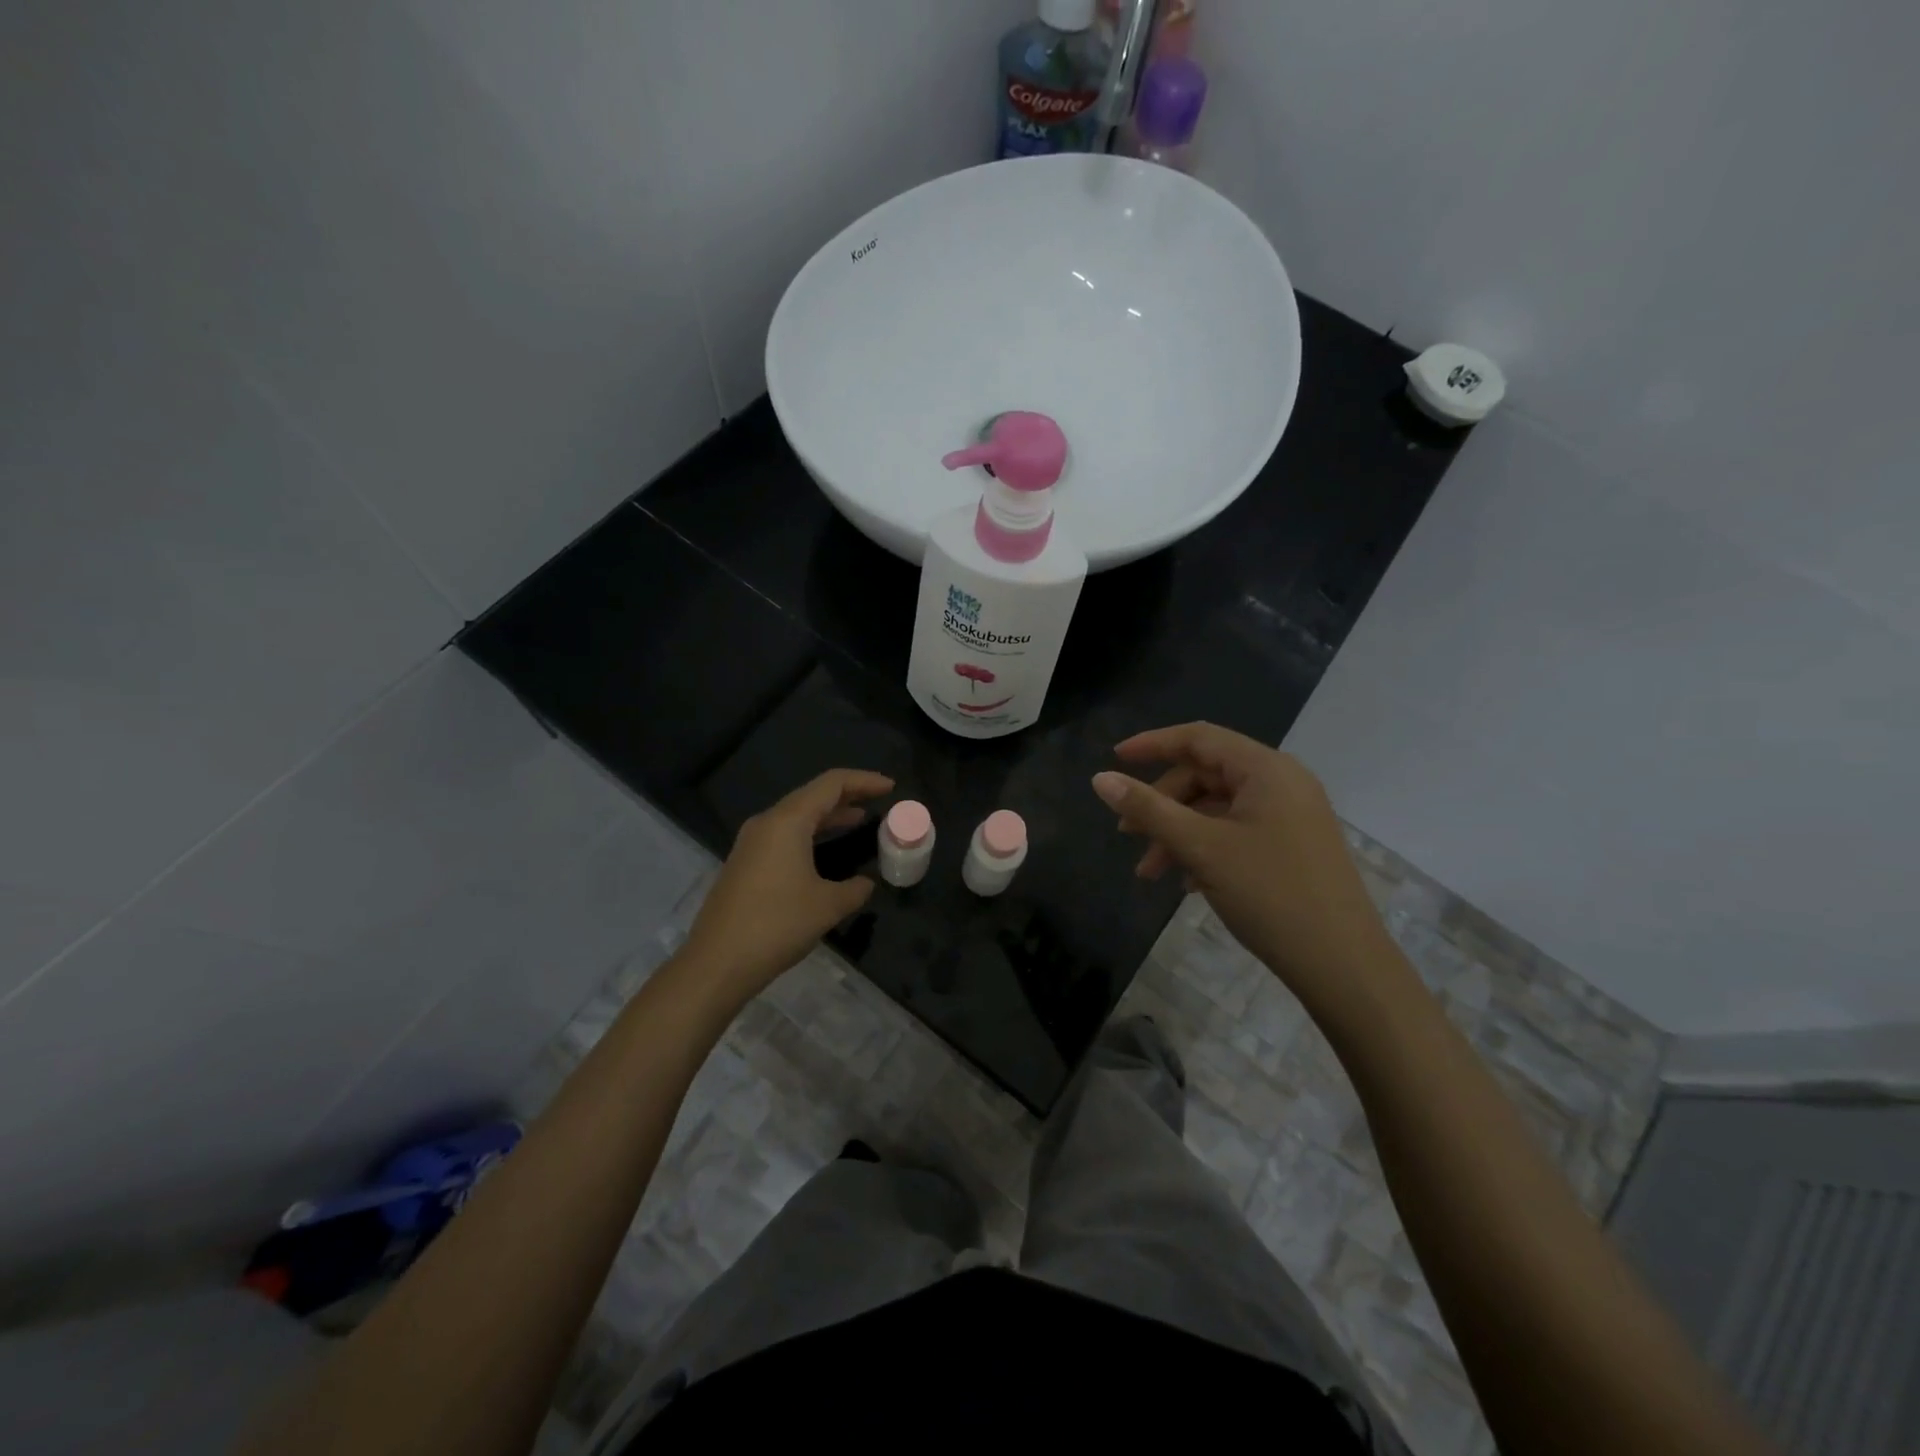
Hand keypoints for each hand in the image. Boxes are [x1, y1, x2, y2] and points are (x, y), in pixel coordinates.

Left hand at [681, 769, 893, 1008]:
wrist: (717, 963)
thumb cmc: (777, 925)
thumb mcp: (828, 906)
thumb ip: (854, 889)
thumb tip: (865, 883)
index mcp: (787, 821)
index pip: (831, 784)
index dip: (864, 781)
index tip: (891, 787)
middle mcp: (767, 823)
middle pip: (812, 795)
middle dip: (847, 795)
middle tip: (879, 800)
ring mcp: (751, 844)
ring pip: (796, 816)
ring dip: (828, 816)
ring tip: (859, 820)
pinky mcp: (745, 865)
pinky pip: (784, 835)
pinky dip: (810, 834)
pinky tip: (825, 851)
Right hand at [1092, 723, 1402, 1011]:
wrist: (1343, 965)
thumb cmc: (1270, 894)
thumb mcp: (1200, 848)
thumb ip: (1148, 809)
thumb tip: (1100, 779)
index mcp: (1266, 769)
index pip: (1198, 738)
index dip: (1152, 744)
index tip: (1113, 759)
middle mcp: (1282, 782)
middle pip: (1206, 775)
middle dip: (1162, 804)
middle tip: (1127, 835)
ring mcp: (1291, 815)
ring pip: (1218, 809)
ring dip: (1179, 833)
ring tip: (1150, 873)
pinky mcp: (1293, 846)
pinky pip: (1237, 831)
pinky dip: (1205, 847)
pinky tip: (1187, 883)